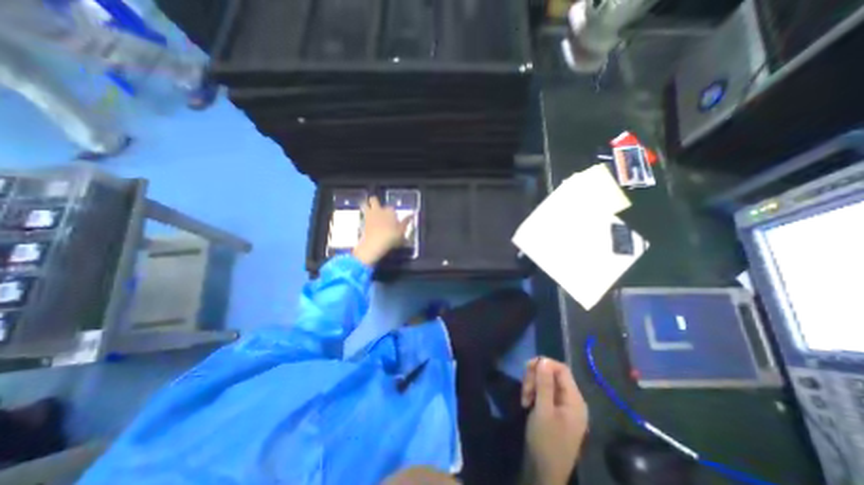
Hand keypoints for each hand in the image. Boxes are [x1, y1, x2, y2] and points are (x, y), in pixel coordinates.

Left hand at [353, 195, 414, 265]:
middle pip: (374, 200)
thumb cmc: (392, 236)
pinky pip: (363, 215)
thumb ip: (406, 222)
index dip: (392, 212)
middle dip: (375, 201)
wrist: (375, 243)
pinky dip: (365, 216)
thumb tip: (411, 215)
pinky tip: (367, 221)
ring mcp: (369, 215)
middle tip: (377, 207)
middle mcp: (379, 210)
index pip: (391, 208)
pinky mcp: (362, 221)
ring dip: (367, 206)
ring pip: (365, 205)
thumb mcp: (402, 231)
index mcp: (390, 211)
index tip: (393, 218)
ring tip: (369, 210)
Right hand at [519, 355, 587, 483]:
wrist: (544, 474)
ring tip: (524, 399)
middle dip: (536, 377)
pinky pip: (545, 393)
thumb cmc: (545, 442)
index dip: (544, 364)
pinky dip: (534, 394)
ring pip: (546, 383)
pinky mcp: (555, 412)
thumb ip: (544, 384)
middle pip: (552, 374)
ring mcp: (564, 407)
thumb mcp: (543, 410)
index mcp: (575, 400)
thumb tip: (543, 359)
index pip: (561, 369)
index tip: (527, 369)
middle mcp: (572, 400)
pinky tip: (527, 403)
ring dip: (533, 385)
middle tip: (524, 389)